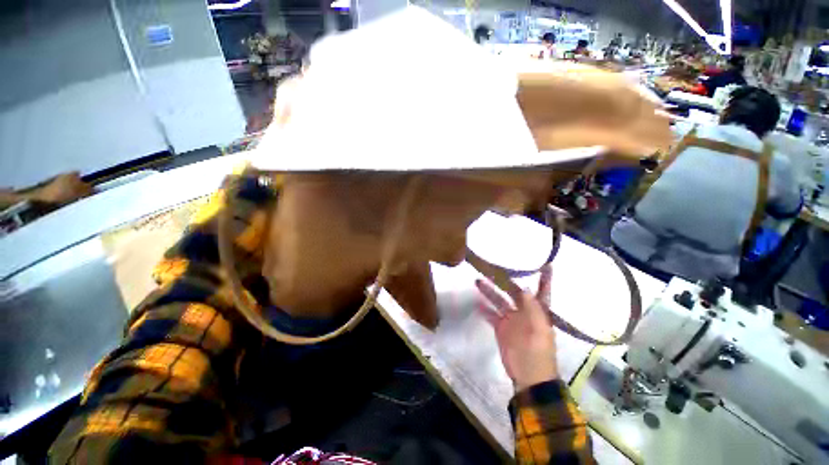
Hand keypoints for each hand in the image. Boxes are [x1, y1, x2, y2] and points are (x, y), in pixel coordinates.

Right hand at [475, 265, 557, 391]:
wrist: (529, 376)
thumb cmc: (539, 352)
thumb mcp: (538, 330)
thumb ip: (532, 308)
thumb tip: (524, 287)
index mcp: (540, 312)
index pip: (543, 291)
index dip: (544, 278)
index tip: (546, 263)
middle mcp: (526, 313)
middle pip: (516, 293)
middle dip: (507, 280)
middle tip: (494, 266)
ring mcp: (512, 322)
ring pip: (501, 303)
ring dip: (491, 292)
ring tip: (478, 280)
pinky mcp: (502, 331)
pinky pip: (492, 317)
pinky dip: (485, 310)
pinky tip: (476, 302)